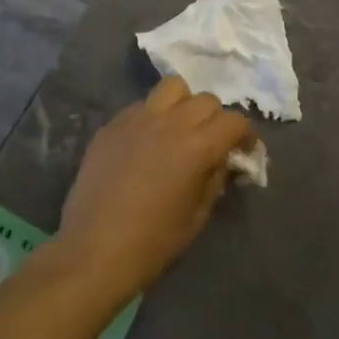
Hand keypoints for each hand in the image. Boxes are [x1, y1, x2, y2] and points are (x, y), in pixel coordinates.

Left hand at [57, 76, 255, 304]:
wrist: (92, 252)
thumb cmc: (151, 243)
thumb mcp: (197, 217)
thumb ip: (215, 179)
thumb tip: (223, 160)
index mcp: (196, 147)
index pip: (234, 121)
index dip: (246, 134)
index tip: (244, 150)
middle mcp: (170, 123)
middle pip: (206, 100)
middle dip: (216, 119)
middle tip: (211, 143)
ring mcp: (137, 119)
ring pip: (172, 87)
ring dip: (184, 104)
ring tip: (179, 128)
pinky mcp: (112, 125)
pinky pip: (141, 106)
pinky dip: (152, 116)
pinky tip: (146, 141)